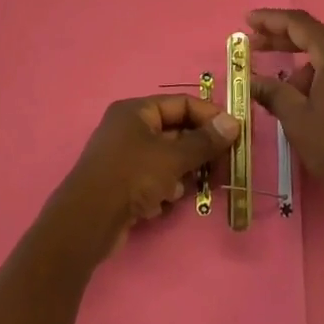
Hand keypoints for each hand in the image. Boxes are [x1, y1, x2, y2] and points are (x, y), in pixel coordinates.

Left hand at [42, 95, 240, 263]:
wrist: (88, 220)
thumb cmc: (132, 176)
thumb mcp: (173, 157)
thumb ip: (204, 141)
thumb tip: (234, 122)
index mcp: (136, 111)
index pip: (181, 103)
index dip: (209, 116)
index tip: (235, 134)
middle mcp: (128, 128)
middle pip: (175, 131)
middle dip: (200, 149)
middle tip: (225, 166)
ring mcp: (124, 157)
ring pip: (167, 158)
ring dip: (183, 172)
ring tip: (194, 187)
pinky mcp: (122, 184)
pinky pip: (154, 179)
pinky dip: (164, 188)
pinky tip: (165, 202)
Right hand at [249, 9, 323, 216]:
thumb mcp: (297, 119)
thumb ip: (272, 92)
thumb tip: (251, 80)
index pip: (300, 24)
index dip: (271, 19)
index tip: (247, 21)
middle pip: (313, 36)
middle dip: (281, 39)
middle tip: (252, 45)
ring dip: (297, 66)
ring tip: (275, 91)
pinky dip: (315, 77)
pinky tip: (300, 99)